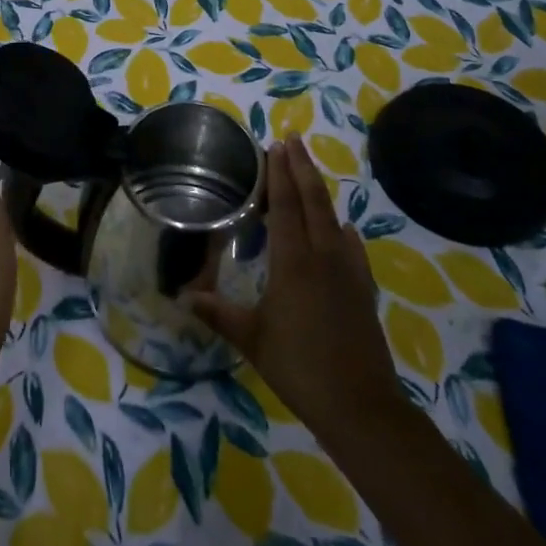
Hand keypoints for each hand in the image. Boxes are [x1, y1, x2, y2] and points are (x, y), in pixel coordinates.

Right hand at [191, 136, 401, 441]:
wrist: (361, 405)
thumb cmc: (300, 366)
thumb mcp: (252, 339)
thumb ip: (218, 313)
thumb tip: (182, 297)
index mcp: (294, 261)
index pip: (285, 205)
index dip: (279, 174)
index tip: (275, 146)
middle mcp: (323, 256)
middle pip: (313, 201)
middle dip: (302, 168)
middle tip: (292, 139)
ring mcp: (348, 272)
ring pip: (333, 218)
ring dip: (320, 191)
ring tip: (309, 171)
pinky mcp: (363, 290)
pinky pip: (352, 249)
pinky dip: (343, 231)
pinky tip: (344, 230)